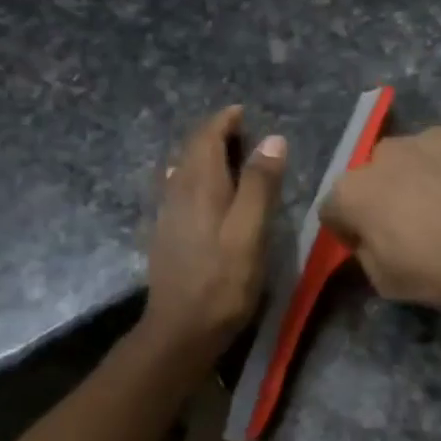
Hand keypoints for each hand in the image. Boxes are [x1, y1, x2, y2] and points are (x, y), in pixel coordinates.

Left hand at [142, 105, 286, 359]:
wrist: (181, 329)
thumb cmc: (223, 280)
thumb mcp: (250, 231)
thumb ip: (261, 184)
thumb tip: (273, 139)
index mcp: (200, 186)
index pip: (206, 138)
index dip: (223, 121)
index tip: (241, 112)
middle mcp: (178, 193)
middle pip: (191, 151)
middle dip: (213, 135)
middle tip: (240, 131)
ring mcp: (168, 215)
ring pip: (182, 171)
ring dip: (203, 156)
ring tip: (227, 157)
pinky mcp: (167, 236)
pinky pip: (179, 191)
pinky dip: (194, 178)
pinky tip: (202, 192)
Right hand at [320, 120, 440, 308]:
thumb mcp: (387, 283)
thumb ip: (367, 253)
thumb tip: (371, 238)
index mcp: (353, 191)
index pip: (334, 208)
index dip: (350, 228)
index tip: (372, 245)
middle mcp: (386, 152)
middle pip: (377, 174)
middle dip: (389, 194)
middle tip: (420, 224)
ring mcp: (432, 134)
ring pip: (420, 155)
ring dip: (429, 175)